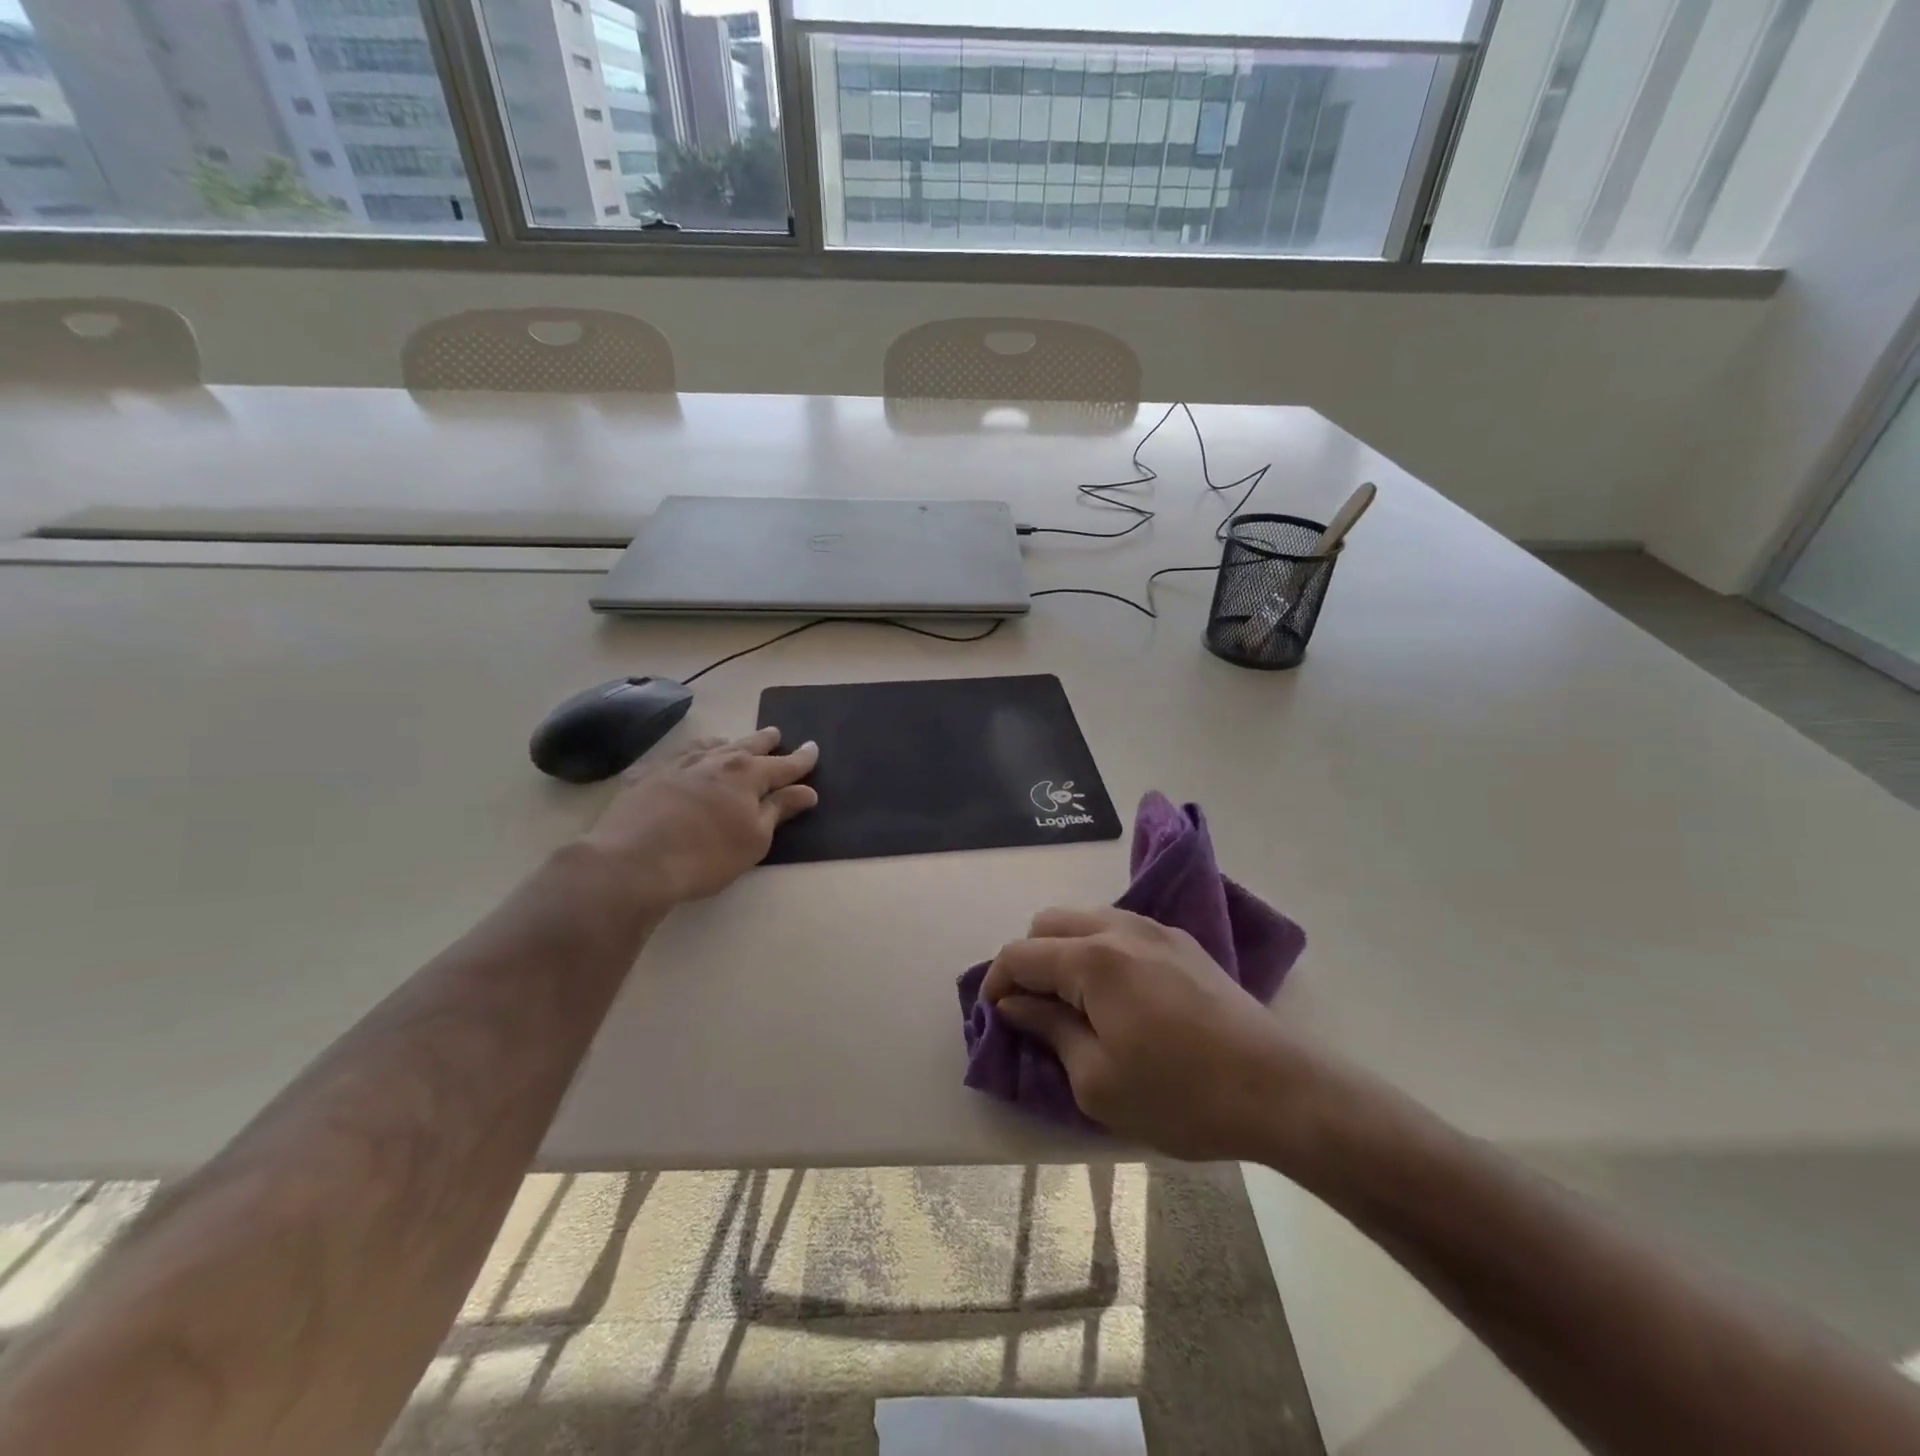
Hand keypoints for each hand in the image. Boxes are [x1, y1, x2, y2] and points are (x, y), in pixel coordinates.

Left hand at [579, 728, 818, 908]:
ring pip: (708, 746)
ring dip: (724, 743)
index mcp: (747, 774)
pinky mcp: (647, 777)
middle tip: (775, 734)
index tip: (813, 748)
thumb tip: (806, 790)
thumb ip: (779, 810)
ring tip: (729, 741)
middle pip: (746, 746)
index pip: (783, 764)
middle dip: (764, 741)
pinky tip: (678, 761)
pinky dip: (683, 757)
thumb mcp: (755, 838)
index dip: (801, 759)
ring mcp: (678, 765)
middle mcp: (715, 760)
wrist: (634, 861)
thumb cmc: (707, 855)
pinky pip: (671, 759)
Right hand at [982, 905, 1328, 1161]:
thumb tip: (1014, 1004)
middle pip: (1049, 923)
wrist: (1278, 1089)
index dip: (996, 982)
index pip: (1020, 954)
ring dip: (1065, 951)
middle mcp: (1118, 928)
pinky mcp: (1181, 942)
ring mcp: (1154, 930)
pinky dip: (1099, 950)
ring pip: (1085, 919)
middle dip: (1028, 960)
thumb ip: (1048, 1030)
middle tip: (1033, 1009)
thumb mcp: (1097, 1080)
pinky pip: (1120, 929)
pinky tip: (1116, 993)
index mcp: (1092, 959)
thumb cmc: (1180, 1095)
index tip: (995, 1017)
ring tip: (1072, 1001)